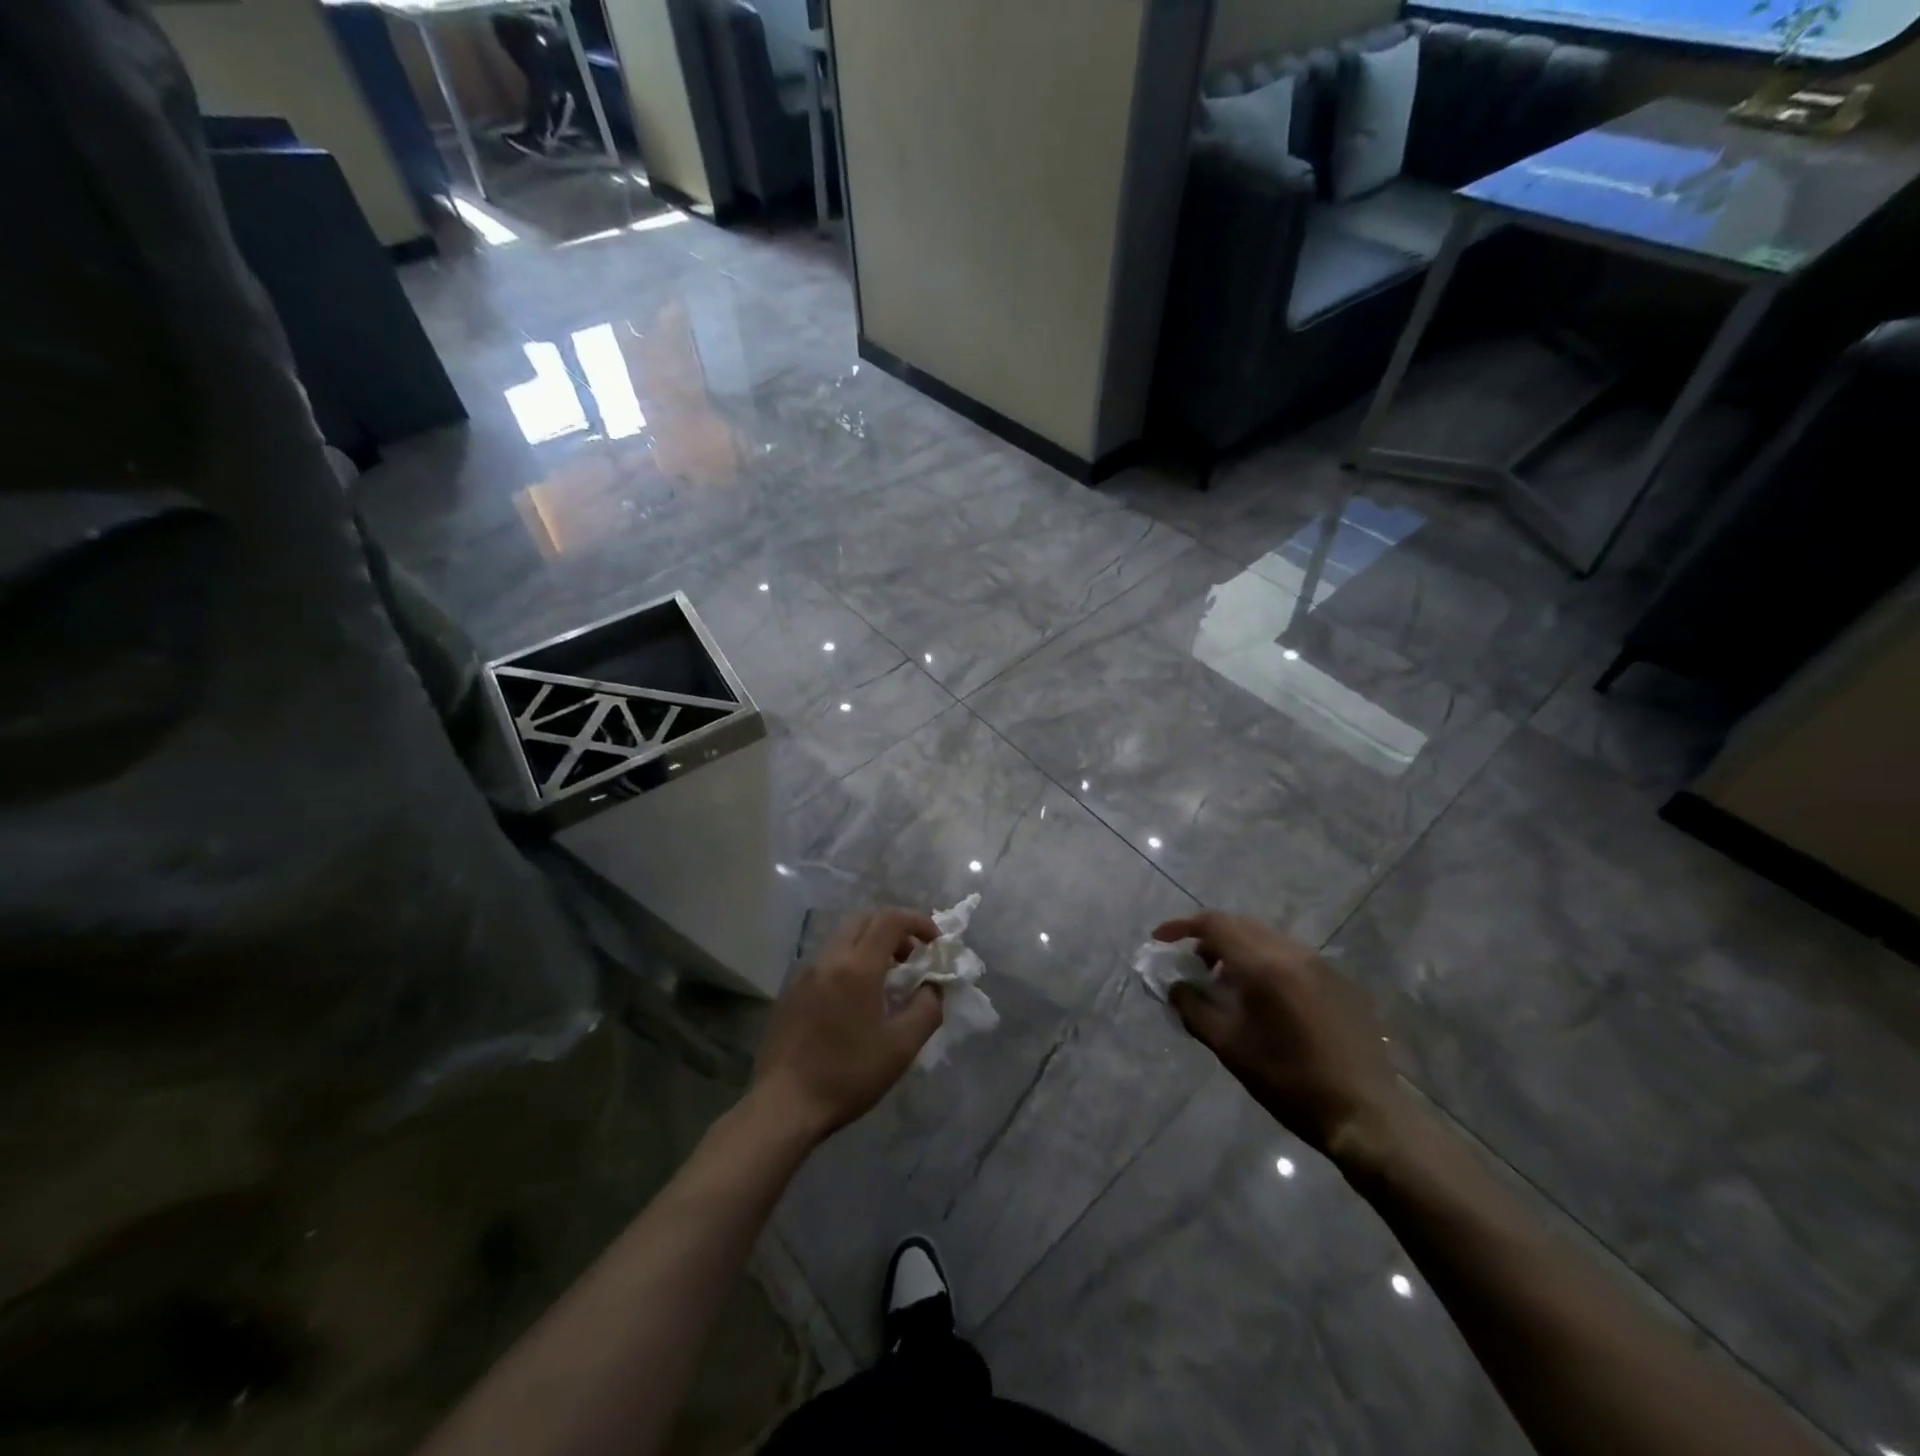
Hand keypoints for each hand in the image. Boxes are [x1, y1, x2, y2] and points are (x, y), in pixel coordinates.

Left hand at [749, 908, 943, 1143]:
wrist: (784, 1105)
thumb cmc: (848, 1075)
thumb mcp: (901, 1047)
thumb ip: (927, 1008)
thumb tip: (933, 986)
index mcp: (857, 967)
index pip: (890, 920)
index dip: (918, 921)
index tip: (935, 942)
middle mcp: (829, 959)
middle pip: (865, 920)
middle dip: (894, 929)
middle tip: (913, 957)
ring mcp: (806, 973)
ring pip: (844, 937)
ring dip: (871, 944)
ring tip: (888, 979)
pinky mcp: (792, 991)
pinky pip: (828, 959)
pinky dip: (850, 961)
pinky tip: (856, 999)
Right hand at [1154, 911, 1404, 1162]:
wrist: (1365, 1114)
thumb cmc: (1289, 1082)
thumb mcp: (1229, 1048)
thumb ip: (1194, 1009)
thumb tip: (1174, 987)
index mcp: (1265, 965)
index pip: (1215, 924)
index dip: (1182, 927)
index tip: (1160, 940)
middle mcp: (1294, 953)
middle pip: (1241, 925)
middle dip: (1210, 938)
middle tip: (1192, 965)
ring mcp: (1321, 965)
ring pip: (1267, 938)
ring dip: (1239, 949)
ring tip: (1226, 984)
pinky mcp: (1340, 981)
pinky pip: (1291, 956)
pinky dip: (1266, 962)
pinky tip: (1264, 998)